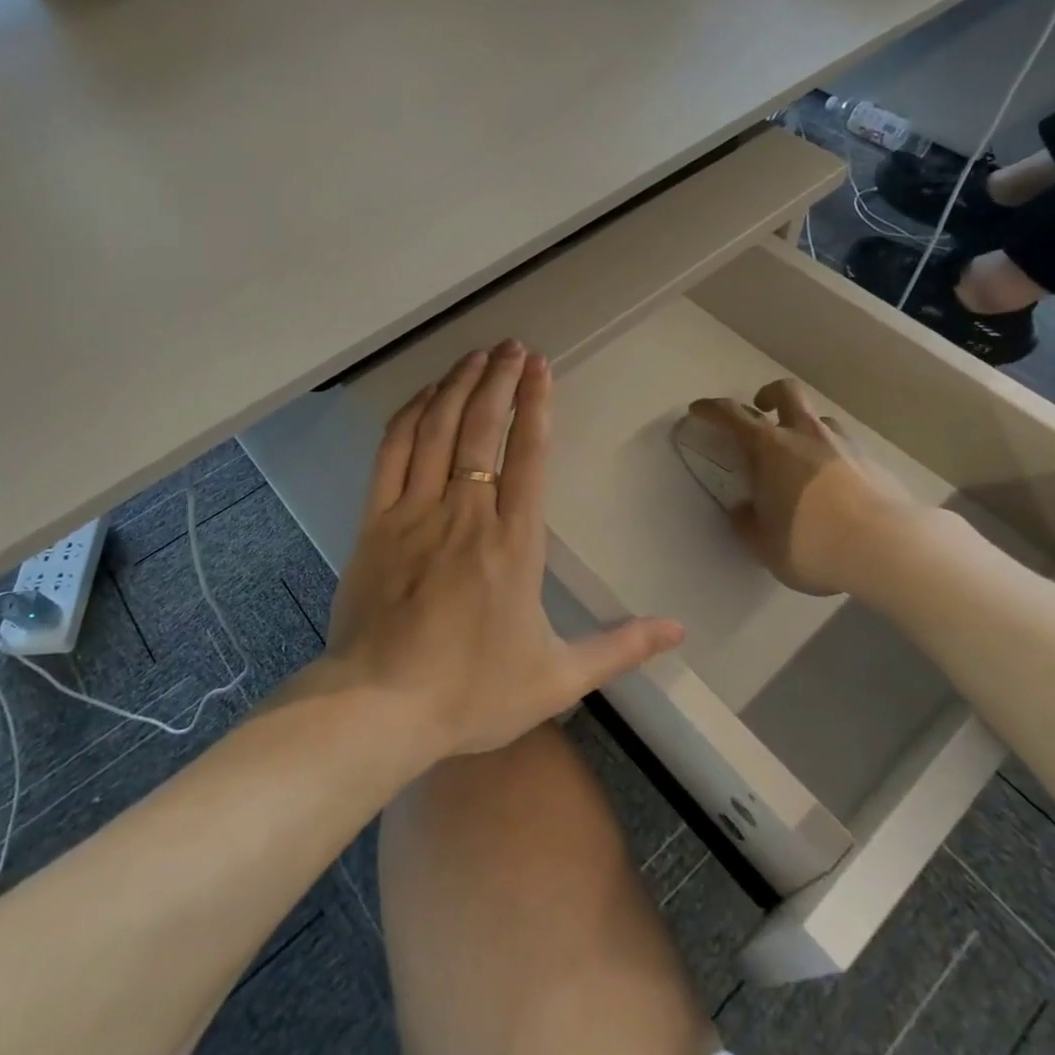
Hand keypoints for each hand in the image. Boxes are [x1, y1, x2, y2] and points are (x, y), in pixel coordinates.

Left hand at [326, 342, 684, 759]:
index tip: (540, 366)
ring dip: (457, 386)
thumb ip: (620, 648)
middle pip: (483, 428)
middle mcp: (466, 512)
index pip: (528, 454)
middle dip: (499, 379)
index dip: (535, 404)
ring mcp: (415, 512)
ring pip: (437, 430)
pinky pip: (391, 454)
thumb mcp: (557, 679)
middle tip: (512, 346)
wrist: (381, 708)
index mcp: (513, 542)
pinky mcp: (375, 521)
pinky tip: (423, 396)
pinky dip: (409, 417)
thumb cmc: (472, 693)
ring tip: (475, 355)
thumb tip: (678, 630)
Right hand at [688, 380, 918, 598]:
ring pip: (820, 419)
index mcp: (770, 448)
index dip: (712, 409)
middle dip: (769, 394)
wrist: (887, 547)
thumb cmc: (811, 542)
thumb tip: (743, 511)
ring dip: (805, 427)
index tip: (699, 409)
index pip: (732, 415)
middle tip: (762, 410)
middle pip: (786, 392)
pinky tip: (835, 486)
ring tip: (801, 455)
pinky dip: (833, 457)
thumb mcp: (764, 544)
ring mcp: (844, 445)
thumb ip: (747, 523)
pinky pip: (846, 448)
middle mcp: (806, 435)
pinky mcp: (874, 463)